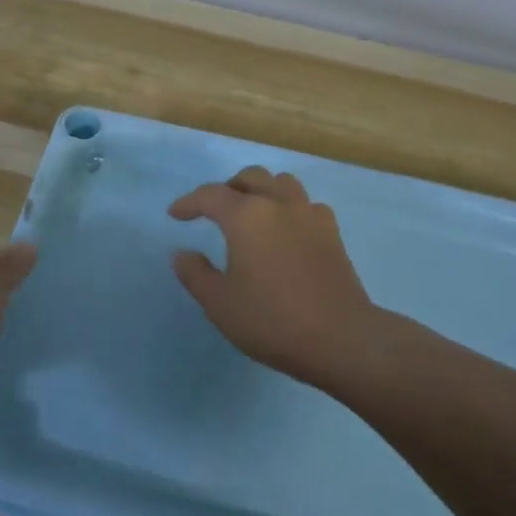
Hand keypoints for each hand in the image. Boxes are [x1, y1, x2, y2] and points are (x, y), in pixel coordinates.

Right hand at [169, 166, 378, 385]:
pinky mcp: (333, 234)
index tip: (175, 214)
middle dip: (227, 188)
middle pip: (251, 177)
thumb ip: (196, 274)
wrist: (340, 338)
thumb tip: (182, 254)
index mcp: (247, 216)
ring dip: (262, 191)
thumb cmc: (271, 320)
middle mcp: (280, 205)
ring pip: (283, 184)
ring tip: (251, 215)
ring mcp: (311, 216)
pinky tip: (286, 232)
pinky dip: (289, 209)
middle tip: (213, 211)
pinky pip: (306, 206)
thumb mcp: (219, 303)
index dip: (189, 202)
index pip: (211, 195)